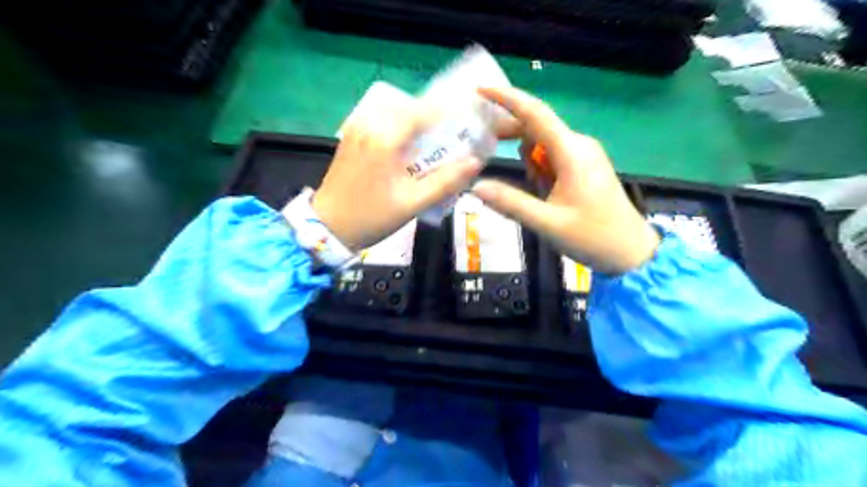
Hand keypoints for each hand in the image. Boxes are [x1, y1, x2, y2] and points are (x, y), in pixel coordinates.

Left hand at [300, 96, 484, 253]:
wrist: (327, 227)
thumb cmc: (372, 217)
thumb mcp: (412, 203)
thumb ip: (445, 182)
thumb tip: (475, 162)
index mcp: (384, 139)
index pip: (422, 111)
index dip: (447, 114)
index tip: (465, 124)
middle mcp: (368, 125)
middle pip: (409, 108)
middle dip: (432, 118)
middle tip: (451, 137)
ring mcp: (356, 129)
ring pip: (394, 113)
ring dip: (415, 122)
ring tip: (431, 143)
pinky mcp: (350, 137)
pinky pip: (380, 121)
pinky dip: (398, 128)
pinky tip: (407, 148)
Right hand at [473, 83, 657, 274]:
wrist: (631, 252)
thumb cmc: (593, 237)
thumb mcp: (547, 223)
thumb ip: (511, 202)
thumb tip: (475, 186)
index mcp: (572, 152)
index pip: (535, 114)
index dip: (507, 99)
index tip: (480, 90)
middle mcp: (578, 145)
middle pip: (536, 128)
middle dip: (509, 136)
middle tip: (482, 152)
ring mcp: (583, 155)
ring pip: (542, 145)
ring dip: (528, 162)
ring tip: (534, 195)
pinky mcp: (584, 166)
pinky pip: (553, 157)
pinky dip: (540, 170)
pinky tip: (543, 194)